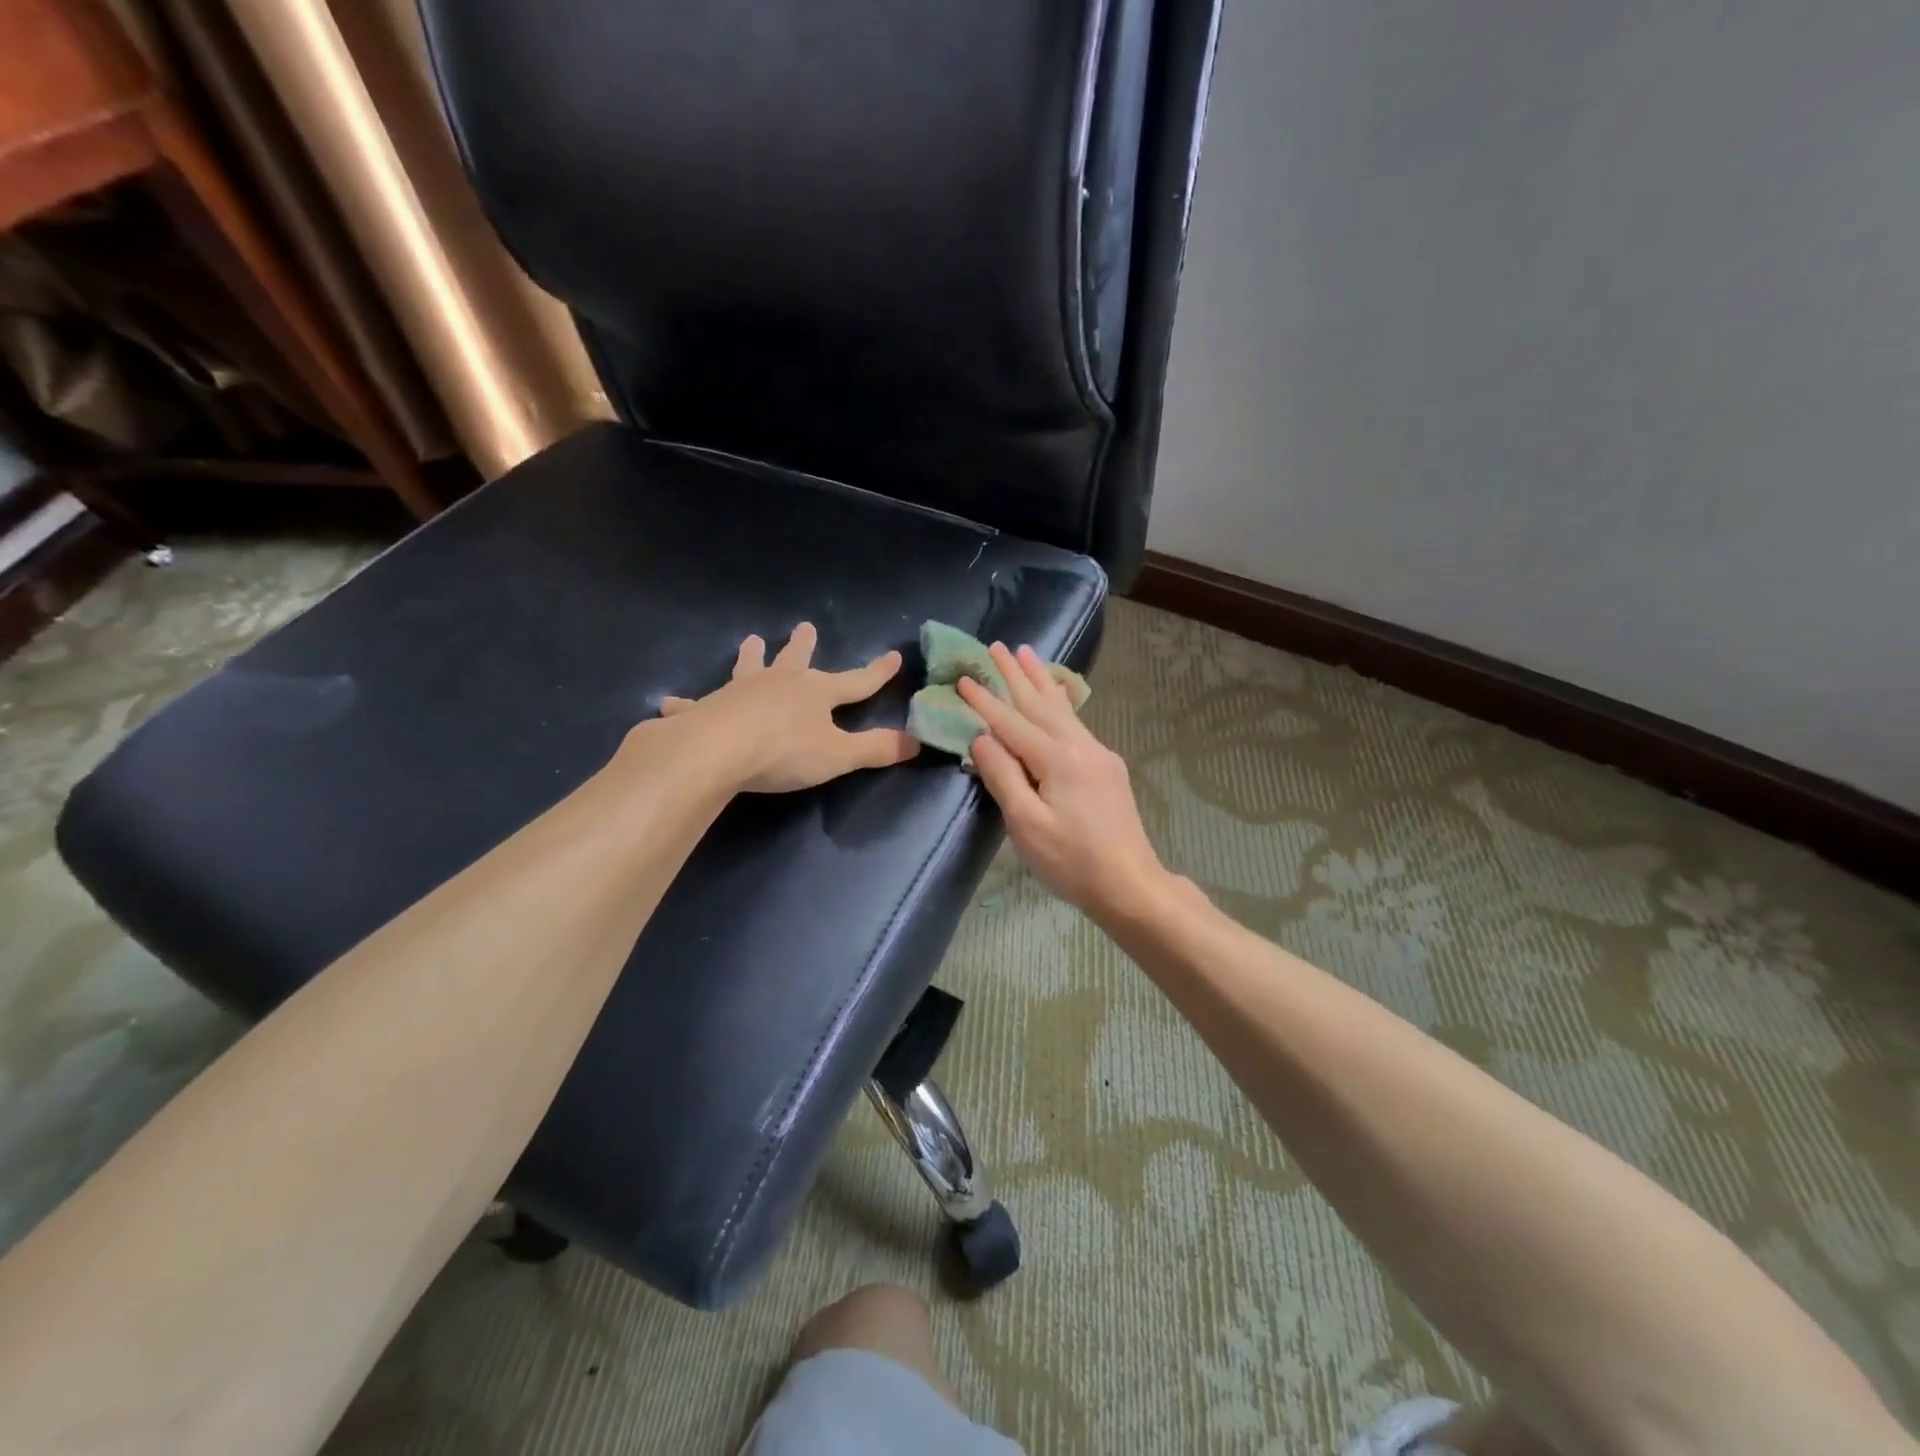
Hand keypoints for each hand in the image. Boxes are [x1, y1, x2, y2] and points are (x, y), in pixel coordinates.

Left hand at [658, 624, 918, 792]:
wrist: (716, 751)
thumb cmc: (783, 751)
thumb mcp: (839, 755)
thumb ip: (877, 749)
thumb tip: (917, 742)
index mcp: (815, 692)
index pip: (856, 681)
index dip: (877, 673)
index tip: (893, 656)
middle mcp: (778, 683)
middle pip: (796, 660)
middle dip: (803, 646)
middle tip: (805, 626)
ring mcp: (739, 692)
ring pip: (748, 668)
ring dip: (751, 656)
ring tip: (752, 640)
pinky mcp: (705, 708)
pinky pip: (695, 704)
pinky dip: (685, 704)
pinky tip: (670, 703)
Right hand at [959, 643, 1166, 917]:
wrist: (1130, 884)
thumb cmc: (1072, 861)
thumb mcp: (1027, 824)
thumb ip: (1003, 776)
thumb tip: (982, 738)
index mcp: (1059, 759)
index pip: (1013, 723)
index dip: (986, 702)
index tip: (964, 678)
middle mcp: (1081, 746)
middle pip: (1041, 704)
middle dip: (1016, 674)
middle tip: (997, 645)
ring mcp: (1099, 755)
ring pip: (1062, 709)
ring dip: (1040, 680)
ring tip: (1026, 653)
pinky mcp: (1108, 768)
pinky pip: (1076, 723)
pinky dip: (1060, 702)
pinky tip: (1058, 695)